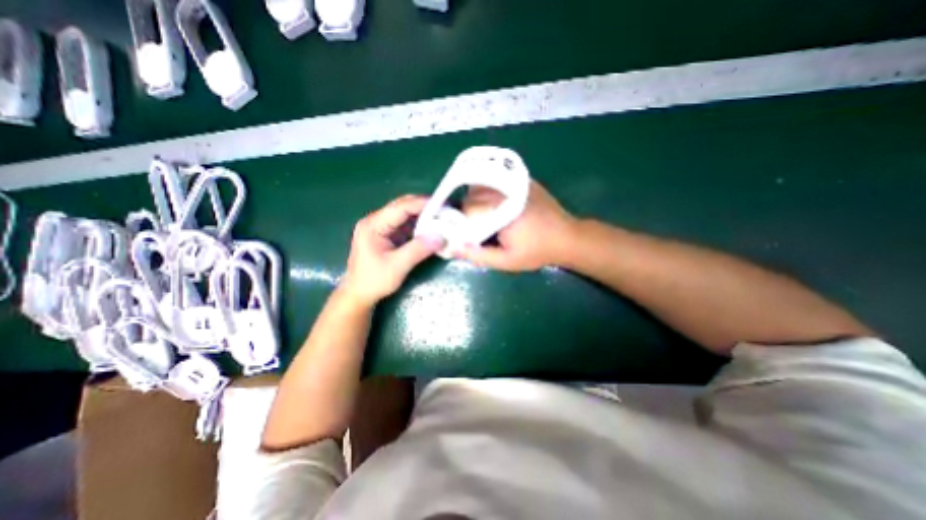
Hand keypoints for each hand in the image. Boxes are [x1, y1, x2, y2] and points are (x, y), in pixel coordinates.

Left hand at [339, 195, 444, 309]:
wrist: (358, 294)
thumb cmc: (374, 281)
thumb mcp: (398, 266)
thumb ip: (419, 249)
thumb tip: (440, 237)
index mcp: (373, 225)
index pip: (401, 207)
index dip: (422, 204)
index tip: (442, 205)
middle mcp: (375, 221)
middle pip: (402, 206)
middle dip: (424, 207)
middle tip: (444, 210)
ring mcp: (380, 227)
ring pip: (404, 215)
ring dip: (422, 216)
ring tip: (440, 218)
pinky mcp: (385, 235)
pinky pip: (404, 224)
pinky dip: (418, 225)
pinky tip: (430, 229)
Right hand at [457, 182, 575, 270]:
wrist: (566, 237)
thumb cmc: (536, 251)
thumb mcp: (507, 261)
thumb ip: (479, 255)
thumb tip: (453, 248)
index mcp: (499, 210)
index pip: (465, 210)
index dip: (459, 223)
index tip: (464, 234)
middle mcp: (503, 190)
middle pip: (471, 196)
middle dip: (468, 212)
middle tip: (476, 227)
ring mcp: (513, 182)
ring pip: (481, 186)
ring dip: (476, 200)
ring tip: (486, 216)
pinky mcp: (522, 180)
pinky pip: (495, 180)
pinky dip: (489, 191)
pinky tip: (497, 204)